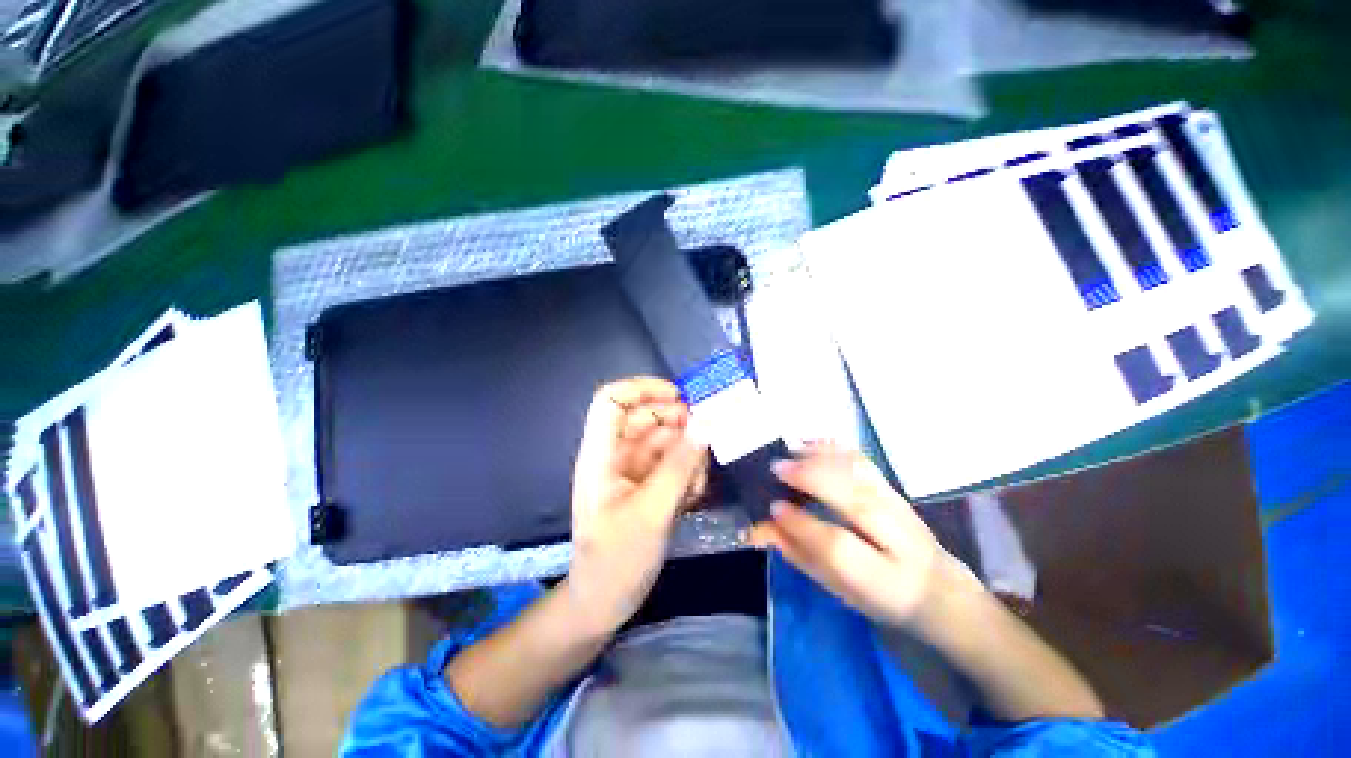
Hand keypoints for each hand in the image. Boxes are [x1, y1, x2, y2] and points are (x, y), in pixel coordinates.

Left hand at [566, 377, 708, 634]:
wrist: (605, 604)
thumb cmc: (617, 560)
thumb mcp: (651, 512)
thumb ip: (679, 466)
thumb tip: (706, 423)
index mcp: (600, 454)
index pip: (611, 400)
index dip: (642, 388)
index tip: (680, 397)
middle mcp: (616, 455)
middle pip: (647, 418)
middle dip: (678, 426)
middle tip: (705, 444)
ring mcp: (633, 470)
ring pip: (665, 441)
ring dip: (687, 455)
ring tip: (696, 484)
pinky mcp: (648, 485)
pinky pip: (672, 463)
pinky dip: (687, 472)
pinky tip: (692, 497)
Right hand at [748, 444, 978, 629]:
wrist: (938, 588)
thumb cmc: (878, 594)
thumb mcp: (836, 587)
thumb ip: (798, 554)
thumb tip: (760, 527)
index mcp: (882, 579)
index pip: (838, 546)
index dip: (802, 524)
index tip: (773, 507)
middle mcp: (899, 539)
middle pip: (855, 499)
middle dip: (812, 478)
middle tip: (776, 468)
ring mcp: (901, 508)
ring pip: (862, 474)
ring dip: (822, 456)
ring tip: (790, 452)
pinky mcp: (896, 488)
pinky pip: (864, 461)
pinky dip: (835, 447)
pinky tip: (811, 444)